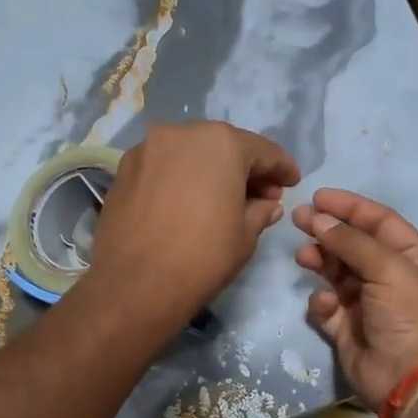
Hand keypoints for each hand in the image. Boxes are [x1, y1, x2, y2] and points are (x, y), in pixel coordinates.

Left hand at [86, 122, 300, 331]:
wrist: (136, 284)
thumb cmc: (203, 256)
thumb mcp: (246, 235)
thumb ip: (261, 210)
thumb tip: (268, 204)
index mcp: (221, 142)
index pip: (263, 150)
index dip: (282, 168)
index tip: (293, 183)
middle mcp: (182, 133)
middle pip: (223, 146)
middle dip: (245, 168)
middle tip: (261, 195)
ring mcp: (147, 148)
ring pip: (190, 153)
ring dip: (210, 170)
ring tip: (222, 199)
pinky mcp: (124, 169)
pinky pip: (163, 166)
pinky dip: (181, 177)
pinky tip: (187, 202)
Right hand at [292, 189, 417, 408]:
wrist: (411, 381)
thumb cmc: (410, 316)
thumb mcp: (389, 269)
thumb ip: (352, 242)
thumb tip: (319, 219)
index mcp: (414, 258)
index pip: (380, 221)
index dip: (350, 207)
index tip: (317, 197)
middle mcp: (393, 278)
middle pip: (354, 245)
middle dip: (327, 231)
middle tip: (297, 220)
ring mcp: (369, 304)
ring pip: (337, 273)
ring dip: (320, 261)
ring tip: (302, 257)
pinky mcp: (348, 329)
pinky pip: (328, 307)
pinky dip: (322, 302)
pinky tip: (326, 306)